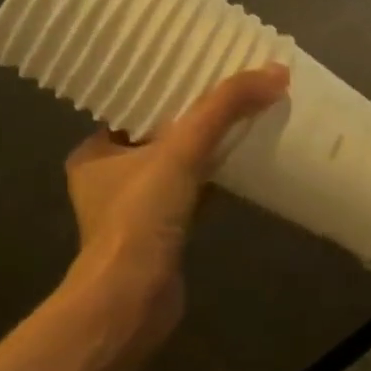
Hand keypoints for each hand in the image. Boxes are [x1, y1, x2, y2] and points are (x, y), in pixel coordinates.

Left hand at [62, 64, 289, 331]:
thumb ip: (223, 109)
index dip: (169, 89)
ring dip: (205, 150)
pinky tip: (241, 167)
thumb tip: (275, 72)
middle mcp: (109, 179)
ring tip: (242, 120)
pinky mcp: (160, 236)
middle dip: (193, 118)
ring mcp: (134, 211)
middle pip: (159, 136)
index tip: (202, 69)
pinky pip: (189, 196)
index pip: (134, 108)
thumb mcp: (180, 151)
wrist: (132, 301)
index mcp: (95, 152)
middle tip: (231, 92)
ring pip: (176, 168)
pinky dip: (212, 181)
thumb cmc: (140, 218)